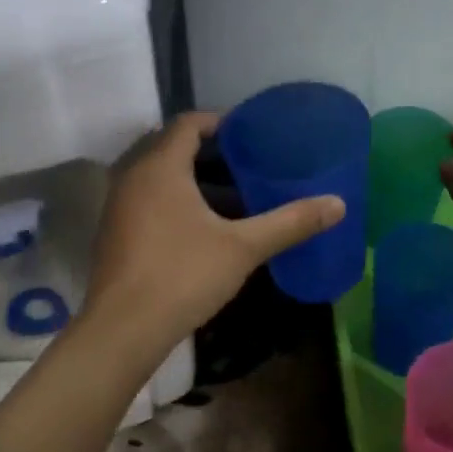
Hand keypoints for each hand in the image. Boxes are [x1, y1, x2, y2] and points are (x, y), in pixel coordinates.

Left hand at [83, 111, 344, 354]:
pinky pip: (146, 198)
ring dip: (190, 178)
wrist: (122, 329)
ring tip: (231, 195)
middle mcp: (132, 177)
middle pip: (171, 146)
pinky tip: (201, 227)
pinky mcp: (114, 232)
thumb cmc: (182, 276)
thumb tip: (338, 204)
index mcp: (160, 167)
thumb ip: (289, 222)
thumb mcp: (243, 248)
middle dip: (208, 151)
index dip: (219, 122)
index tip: (250, 135)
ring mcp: (118, 205)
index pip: (187, 123)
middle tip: (246, 163)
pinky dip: (173, 200)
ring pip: (157, 175)